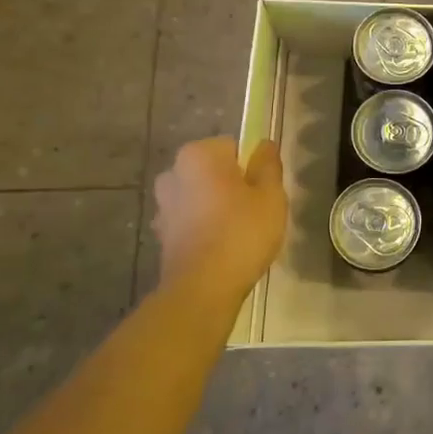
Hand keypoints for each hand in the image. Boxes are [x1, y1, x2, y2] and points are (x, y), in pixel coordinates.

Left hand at [151, 138, 287, 313]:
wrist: (203, 288)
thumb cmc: (242, 232)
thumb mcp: (271, 195)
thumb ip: (268, 165)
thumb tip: (264, 145)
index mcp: (198, 155)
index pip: (232, 146)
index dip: (251, 166)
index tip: (263, 190)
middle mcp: (173, 173)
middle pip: (213, 171)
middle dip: (231, 185)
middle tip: (255, 211)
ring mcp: (163, 205)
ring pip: (200, 196)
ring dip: (215, 207)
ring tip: (239, 233)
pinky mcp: (161, 234)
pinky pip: (190, 220)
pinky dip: (204, 227)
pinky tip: (221, 248)